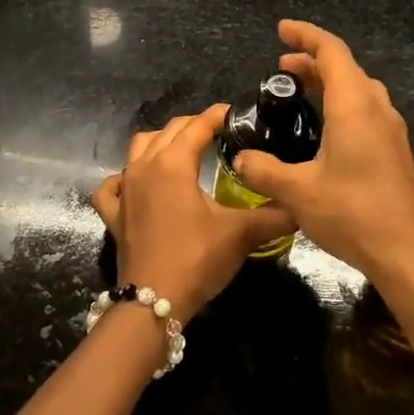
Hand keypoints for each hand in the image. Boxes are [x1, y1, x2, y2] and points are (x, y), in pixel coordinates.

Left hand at [91, 106, 294, 322]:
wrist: (153, 301)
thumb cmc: (196, 259)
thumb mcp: (240, 234)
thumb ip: (274, 216)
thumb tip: (300, 207)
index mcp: (174, 163)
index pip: (198, 126)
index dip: (217, 116)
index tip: (236, 113)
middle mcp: (144, 167)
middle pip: (169, 131)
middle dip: (193, 125)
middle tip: (218, 132)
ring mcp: (125, 189)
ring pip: (138, 148)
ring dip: (160, 142)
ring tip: (182, 150)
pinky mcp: (114, 214)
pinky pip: (112, 186)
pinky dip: (124, 178)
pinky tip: (135, 183)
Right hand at [228, 21, 413, 291]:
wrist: (408, 254)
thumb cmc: (352, 214)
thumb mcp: (297, 192)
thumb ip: (263, 169)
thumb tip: (240, 158)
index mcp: (354, 106)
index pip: (331, 52)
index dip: (305, 35)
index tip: (281, 29)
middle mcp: (376, 109)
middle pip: (346, 67)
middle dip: (312, 60)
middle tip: (280, 67)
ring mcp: (390, 130)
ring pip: (359, 89)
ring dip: (329, 82)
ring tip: (300, 91)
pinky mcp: (394, 151)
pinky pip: (366, 110)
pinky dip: (341, 103)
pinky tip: (325, 129)